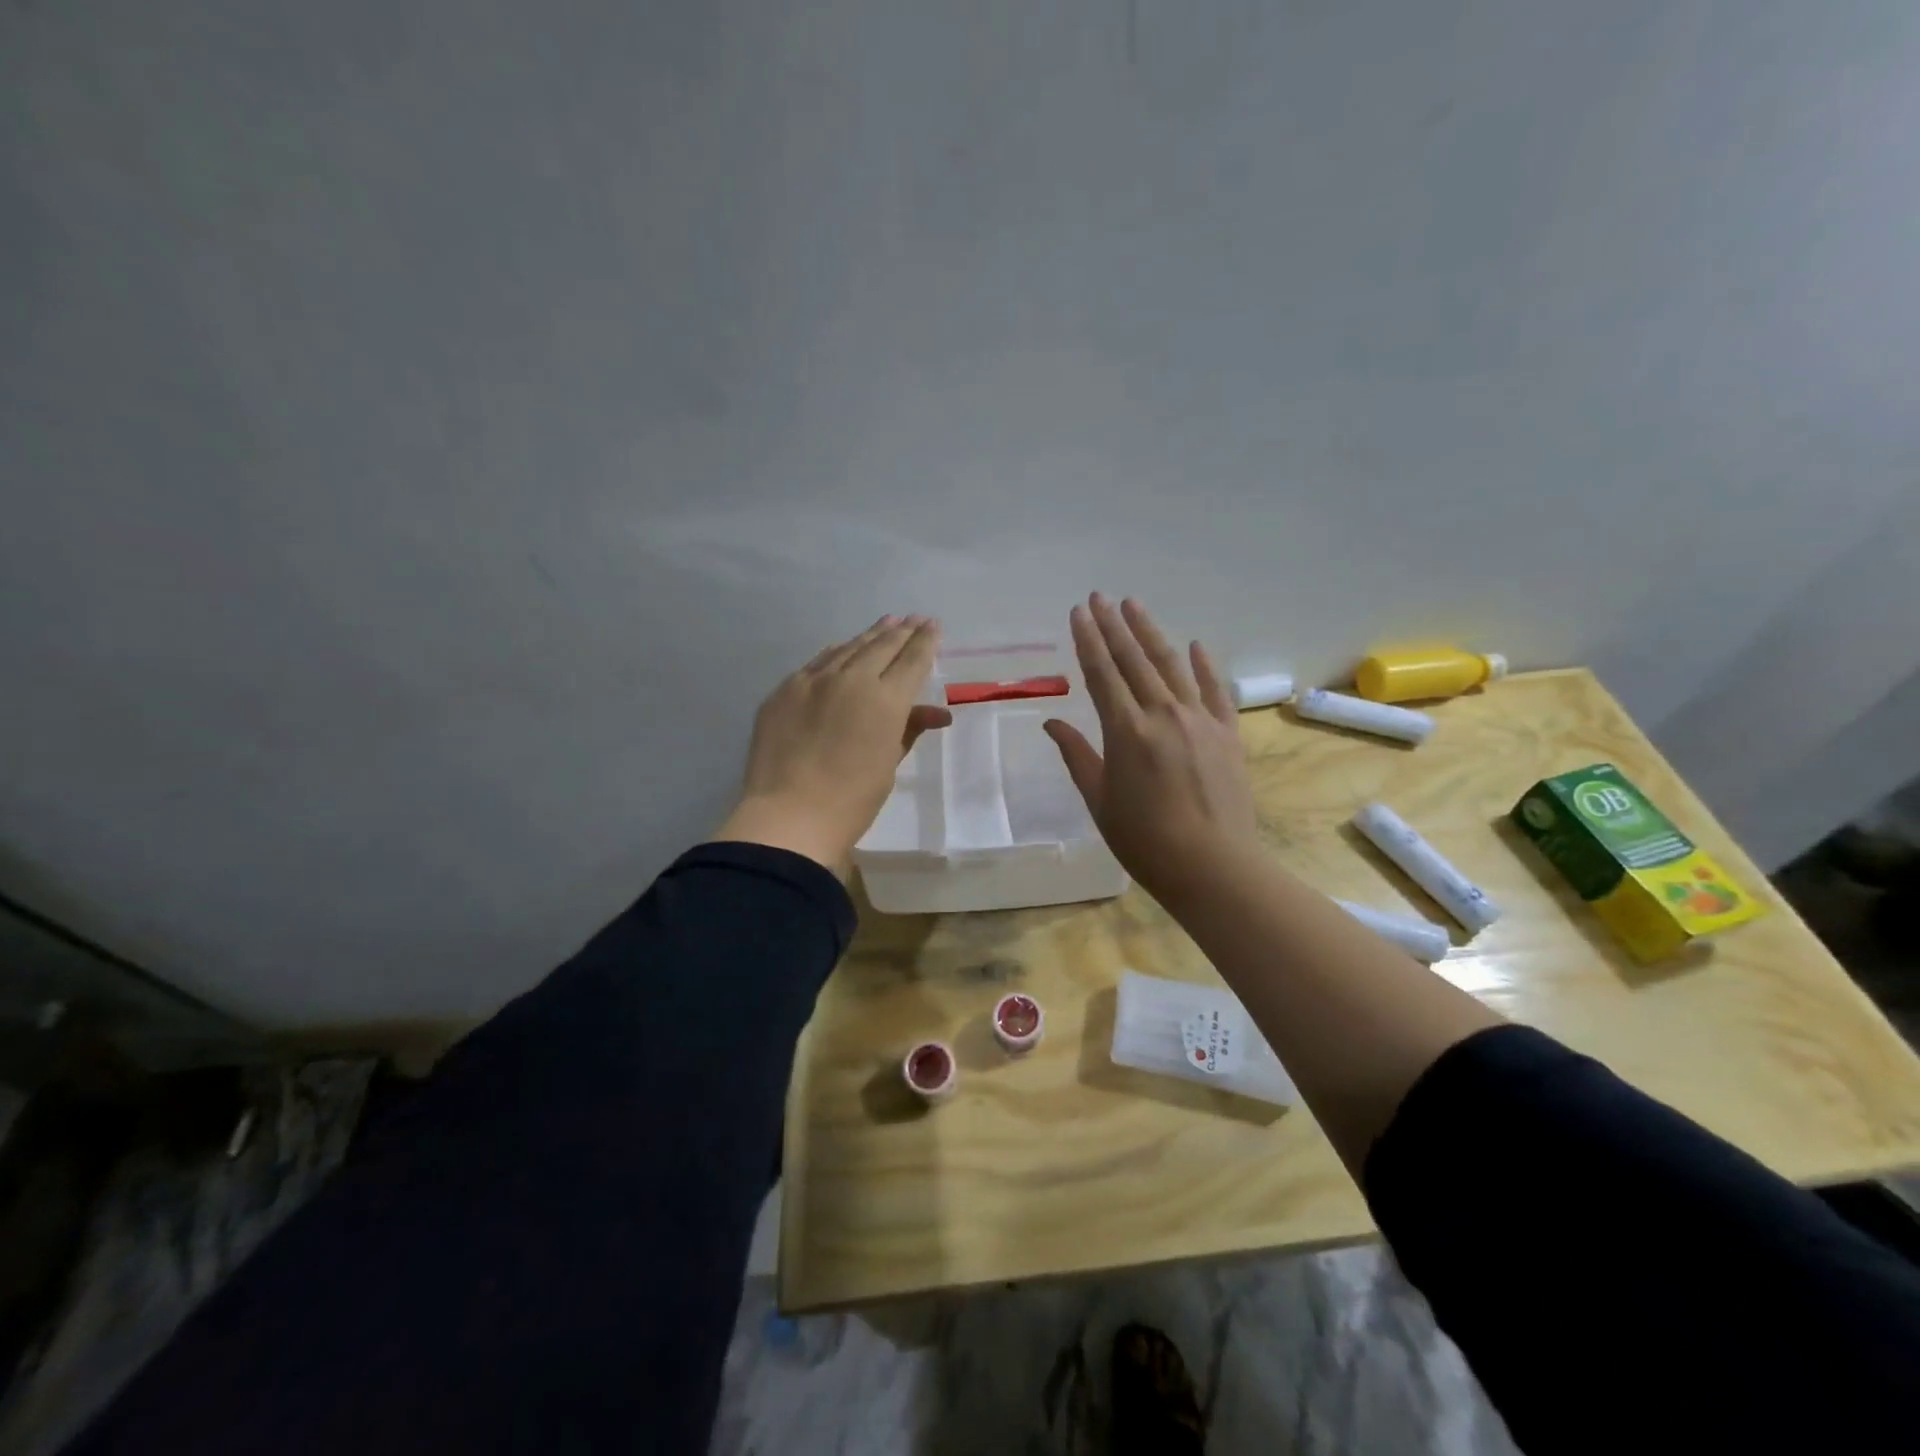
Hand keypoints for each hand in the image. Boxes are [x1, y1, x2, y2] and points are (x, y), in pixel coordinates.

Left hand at [716, 615, 952, 871]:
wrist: (789, 816)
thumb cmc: (852, 800)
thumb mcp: (888, 764)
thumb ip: (909, 729)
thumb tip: (936, 713)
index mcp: (885, 700)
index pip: (912, 660)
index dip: (925, 641)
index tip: (933, 625)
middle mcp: (851, 679)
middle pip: (882, 646)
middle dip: (902, 631)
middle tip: (914, 618)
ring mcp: (813, 681)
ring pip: (848, 648)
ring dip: (870, 635)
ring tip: (886, 623)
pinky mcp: (785, 690)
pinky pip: (817, 662)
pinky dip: (837, 652)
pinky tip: (842, 648)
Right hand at [1044, 594, 1259, 903]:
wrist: (1213, 866)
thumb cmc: (1145, 840)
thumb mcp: (1099, 800)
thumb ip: (1077, 756)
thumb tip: (1052, 722)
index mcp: (1126, 731)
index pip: (1102, 673)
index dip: (1088, 639)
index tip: (1078, 611)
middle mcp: (1163, 714)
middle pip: (1134, 660)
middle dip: (1114, 625)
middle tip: (1100, 597)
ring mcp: (1200, 720)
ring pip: (1171, 665)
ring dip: (1151, 633)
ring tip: (1135, 606)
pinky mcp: (1227, 733)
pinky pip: (1214, 691)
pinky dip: (1204, 666)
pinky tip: (1195, 644)